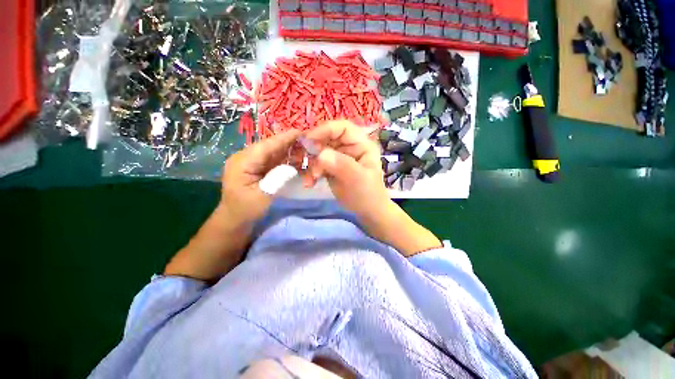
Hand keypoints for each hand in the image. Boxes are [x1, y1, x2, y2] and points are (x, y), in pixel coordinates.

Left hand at [221, 129, 300, 224]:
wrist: (235, 218)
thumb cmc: (246, 209)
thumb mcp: (262, 196)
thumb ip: (277, 180)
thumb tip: (292, 167)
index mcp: (242, 162)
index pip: (265, 146)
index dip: (283, 139)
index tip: (300, 132)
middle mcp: (245, 157)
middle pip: (270, 146)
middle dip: (288, 142)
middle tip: (307, 140)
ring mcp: (251, 161)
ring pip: (272, 151)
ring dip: (288, 149)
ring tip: (305, 148)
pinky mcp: (257, 167)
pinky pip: (273, 159)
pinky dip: (285, 158)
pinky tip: (296, 157)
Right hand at [304, 120, 390, 219]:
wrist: (367, 211)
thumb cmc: (368, 194)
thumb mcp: (358, 179)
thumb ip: (342, 165)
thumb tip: (321, 154)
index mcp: (361, 144)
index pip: (343, 128)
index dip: (326, 129)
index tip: (309, 139)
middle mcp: (349, 147)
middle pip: (328, 138)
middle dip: (314, 149)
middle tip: (304, 160)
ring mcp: (339, 157)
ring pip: (320, 152)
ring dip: (311, 164)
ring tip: (310, 178)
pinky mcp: (332, 168)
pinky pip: (317, 164)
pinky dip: (311, 173)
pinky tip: (309, 183)